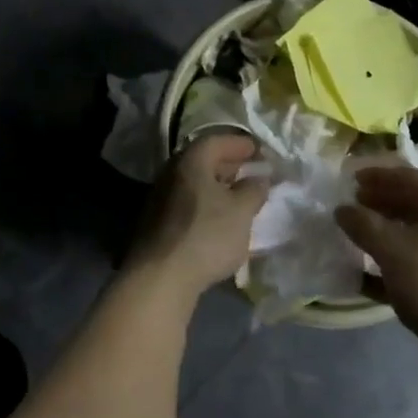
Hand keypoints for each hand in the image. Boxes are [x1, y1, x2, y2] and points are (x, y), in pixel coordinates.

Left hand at [129, 133, 267, 301]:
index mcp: (191, 160)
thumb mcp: (241, 211)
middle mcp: (171, 171)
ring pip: (194, 182)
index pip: (217, 141)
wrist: (160, 276)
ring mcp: (160, 196)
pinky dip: (206, 203)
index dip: (241, 144)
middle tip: (252, 173)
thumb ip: (254, 189)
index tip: (260, 152)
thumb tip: (259, 177)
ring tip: (239, 198)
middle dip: (230, 164)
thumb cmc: (206, 235)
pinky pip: (187, 201)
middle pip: (203, 159)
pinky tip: (219, 219)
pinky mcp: (157, 221)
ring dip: (217, 186)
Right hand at [336, 166, 417, 392]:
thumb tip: (343, 209)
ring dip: (384, 232)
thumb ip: (362, 224)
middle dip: (380, 202)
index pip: (409, 177)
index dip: (378, 175)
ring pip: (414, 235)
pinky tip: (366, 276)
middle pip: (413, 204)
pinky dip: (393, 263)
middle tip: (352, 204)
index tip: (351, 178)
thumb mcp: (390, 250)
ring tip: (356, 236)